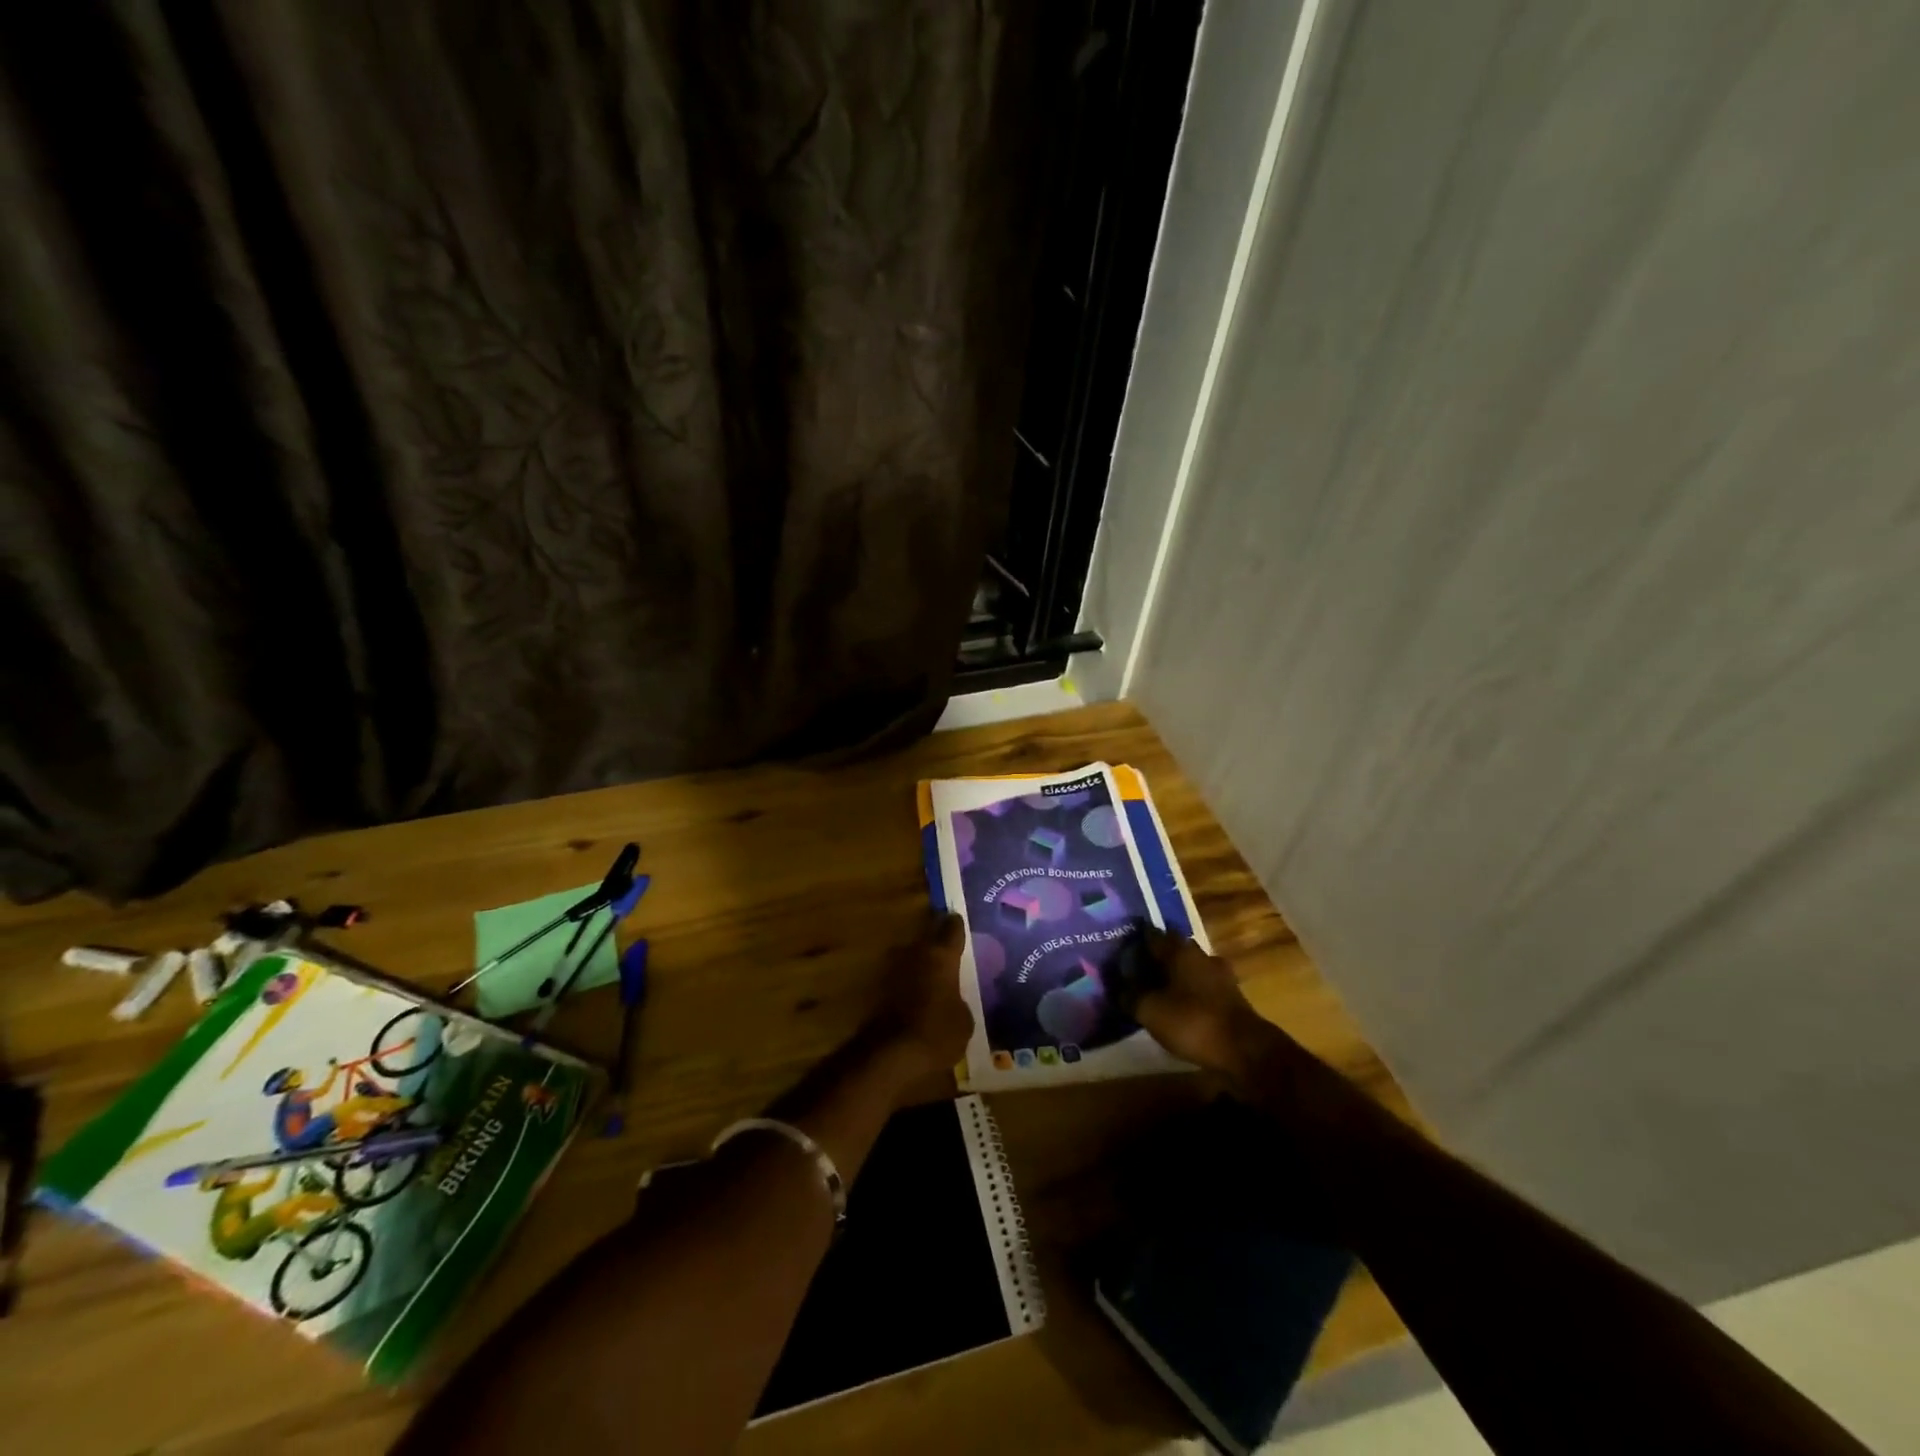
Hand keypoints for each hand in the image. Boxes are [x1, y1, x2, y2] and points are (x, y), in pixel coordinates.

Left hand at [866, 913, 974, 1082]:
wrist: (890, 1056)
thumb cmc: (937, 1032)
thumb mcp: (965, 1020)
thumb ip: (960, 999)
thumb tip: (954, 998)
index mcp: (940, 955)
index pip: (951, 927)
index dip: (957, 925)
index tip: (962, 922)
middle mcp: (915, 954)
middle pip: (928, 939)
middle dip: (938, 944)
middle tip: (953, 952)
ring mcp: (893, 971)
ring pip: (913, 959)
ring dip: (922, 965)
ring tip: (937, 977)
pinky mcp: (879, 991)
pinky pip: (902, 981)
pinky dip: (910, 986)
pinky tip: (921, 998)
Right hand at [1132, 930, 1281, 1075]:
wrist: (1245, 1050)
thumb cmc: (1192, 1021)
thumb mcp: (1150, 1011)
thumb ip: (1130, 996)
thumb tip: (1118, 987)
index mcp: (1179, 950)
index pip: (1151, 934)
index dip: (1135, 940)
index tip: (1122, 947)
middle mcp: (1200, 955)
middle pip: (1173, 948)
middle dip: (1156, 957)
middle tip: (1137, 969)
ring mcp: (1220, 974)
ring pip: (1190, 967)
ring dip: (1175, 974)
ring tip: (1157, 989)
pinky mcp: (1231, 995)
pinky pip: (1203, 985)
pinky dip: (1190, 991)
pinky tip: (1180, 1005)